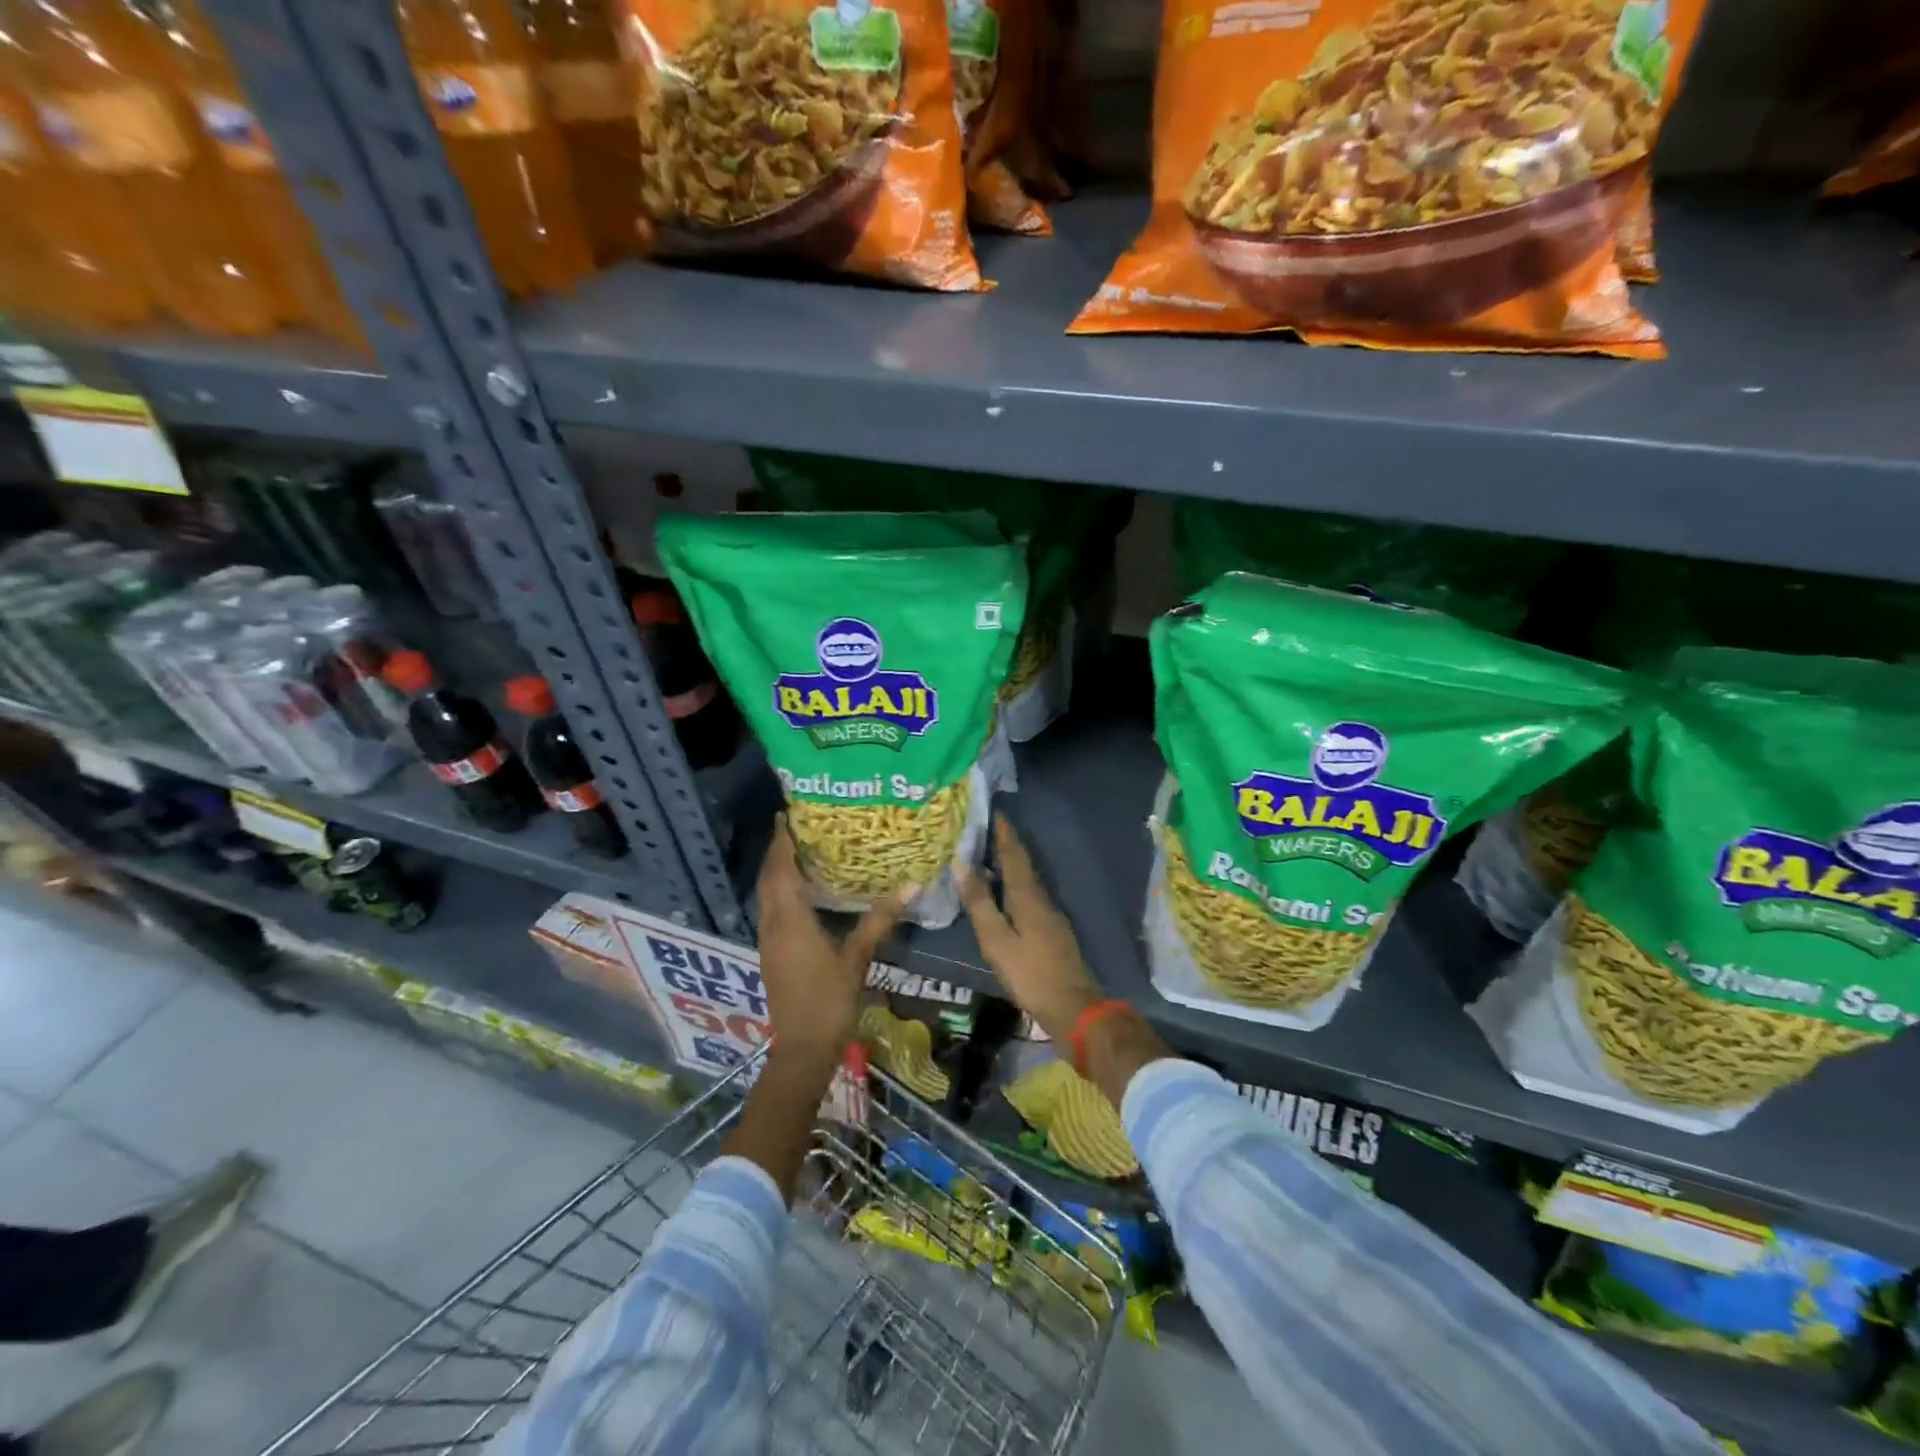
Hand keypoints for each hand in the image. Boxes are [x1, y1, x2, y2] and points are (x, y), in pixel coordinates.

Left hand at [756, 818, 907, 1064]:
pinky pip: (771, 910)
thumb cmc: (829, 1000)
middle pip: (768, 879)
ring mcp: (768, 941)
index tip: (787, 815)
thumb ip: (879, 920)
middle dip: (777, 851)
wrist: (802, 1049)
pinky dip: (780, 891)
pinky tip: (801, 892)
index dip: (781, 842)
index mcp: (790, 920)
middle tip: (797, 828)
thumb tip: (909, 887)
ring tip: (800, 851)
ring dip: (777, 871)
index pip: (780, 870)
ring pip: (766, 895)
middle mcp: (772, 924)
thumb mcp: (857, 958)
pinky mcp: (771, 953)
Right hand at [958, 817, 1103, 1043]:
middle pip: (1022, 864)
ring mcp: (1050, 914)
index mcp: (1027, 896)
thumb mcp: (997, 940)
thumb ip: (980, 903)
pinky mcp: (1051, 930)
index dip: (1003, 832)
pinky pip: (1029, 895)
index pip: (1014, 854)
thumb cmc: (1030, 973)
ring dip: (1009, 864)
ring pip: (1026, 880)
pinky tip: (1004, 892)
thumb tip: (962, 864)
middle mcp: (1041, 898)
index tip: (993, 810)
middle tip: (984, 828)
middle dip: (1005, 844)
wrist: (1073, 1007)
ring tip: (988, 854)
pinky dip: (1014, 885)